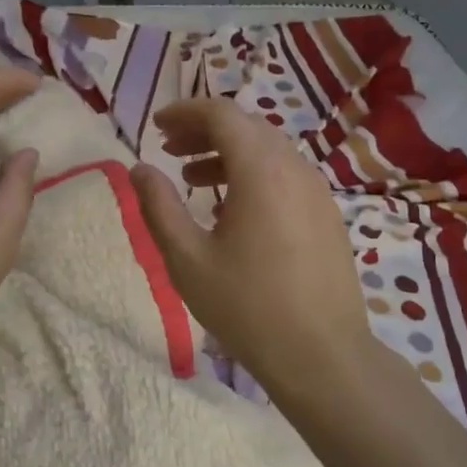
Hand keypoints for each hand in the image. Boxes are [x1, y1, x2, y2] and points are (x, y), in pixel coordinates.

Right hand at [129, 98, 373, 399]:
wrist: (321, 355)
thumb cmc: (247, 307)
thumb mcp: (187, 259)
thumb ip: (159, 207)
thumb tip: (139, 169)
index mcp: (261, 171)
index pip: (222, 115)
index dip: (185, 112)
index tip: (156, 126)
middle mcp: (295, 168)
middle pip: (247, 128)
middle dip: (204, 131)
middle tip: (169, 150)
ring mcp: (317, 191)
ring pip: (268, 151)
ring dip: (228, 154)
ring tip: (192, 179)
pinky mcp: (327, 214)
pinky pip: (285, 175)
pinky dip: (253, 174)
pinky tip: (231, 209)